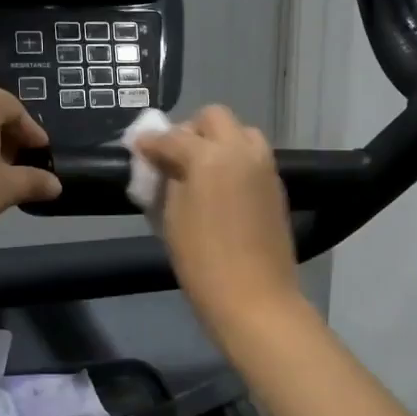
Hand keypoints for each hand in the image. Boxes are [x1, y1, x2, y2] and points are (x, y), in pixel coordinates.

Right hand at [134, 106, 302, 333]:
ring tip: (202, 169)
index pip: (173, 137)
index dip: (151, 142)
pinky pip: (253, 155)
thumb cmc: (202, 262)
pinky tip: (222, 186)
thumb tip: (163, 162)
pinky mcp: (277, 185)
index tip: (139, 149)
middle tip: (175, 156)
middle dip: (191, 130)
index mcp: (209, 156)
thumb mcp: (171, 218)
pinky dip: (235, 158)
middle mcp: (241, 150)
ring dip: (218, 140)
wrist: (254, 298)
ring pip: (240, 132)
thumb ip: (167, 180)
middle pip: (214, 118)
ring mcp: (264, 166)